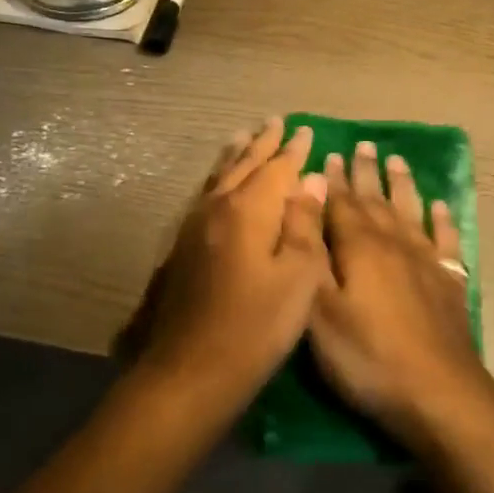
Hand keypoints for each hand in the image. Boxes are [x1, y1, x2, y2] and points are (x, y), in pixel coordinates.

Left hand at [123, 119, 329, 421]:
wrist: (188, 370)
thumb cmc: (255, 327)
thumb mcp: (297, 278)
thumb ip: (304, 224)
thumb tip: (310, 180)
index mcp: (249, 209)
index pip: (278, 168)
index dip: (294, 150)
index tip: (305, 131)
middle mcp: (219, 206)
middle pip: (245, 164)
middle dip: (263, 143)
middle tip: (276, 122)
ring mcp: (195, 225)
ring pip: (220, 176)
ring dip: (236, 154)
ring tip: (244, 136)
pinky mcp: (183, 245)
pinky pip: (206, 194)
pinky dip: (219, 177)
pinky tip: (220, 184)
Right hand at [308, 141, 493, 451]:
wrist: (439, 393)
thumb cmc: (367, 355)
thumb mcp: (319, 309)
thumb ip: (309, 251)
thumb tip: (303, 199)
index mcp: (359, 245)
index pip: (341, 202)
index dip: (333, 179)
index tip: (330, 153)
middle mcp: (394, 242)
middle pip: (376, 199)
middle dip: (366, 172)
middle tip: (363, 145)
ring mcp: (426, 260)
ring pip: (411, 210)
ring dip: (402, 184)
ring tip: (397, 161)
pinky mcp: (449, 282)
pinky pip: (446, 239)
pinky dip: (443, 219)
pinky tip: (441, 206)